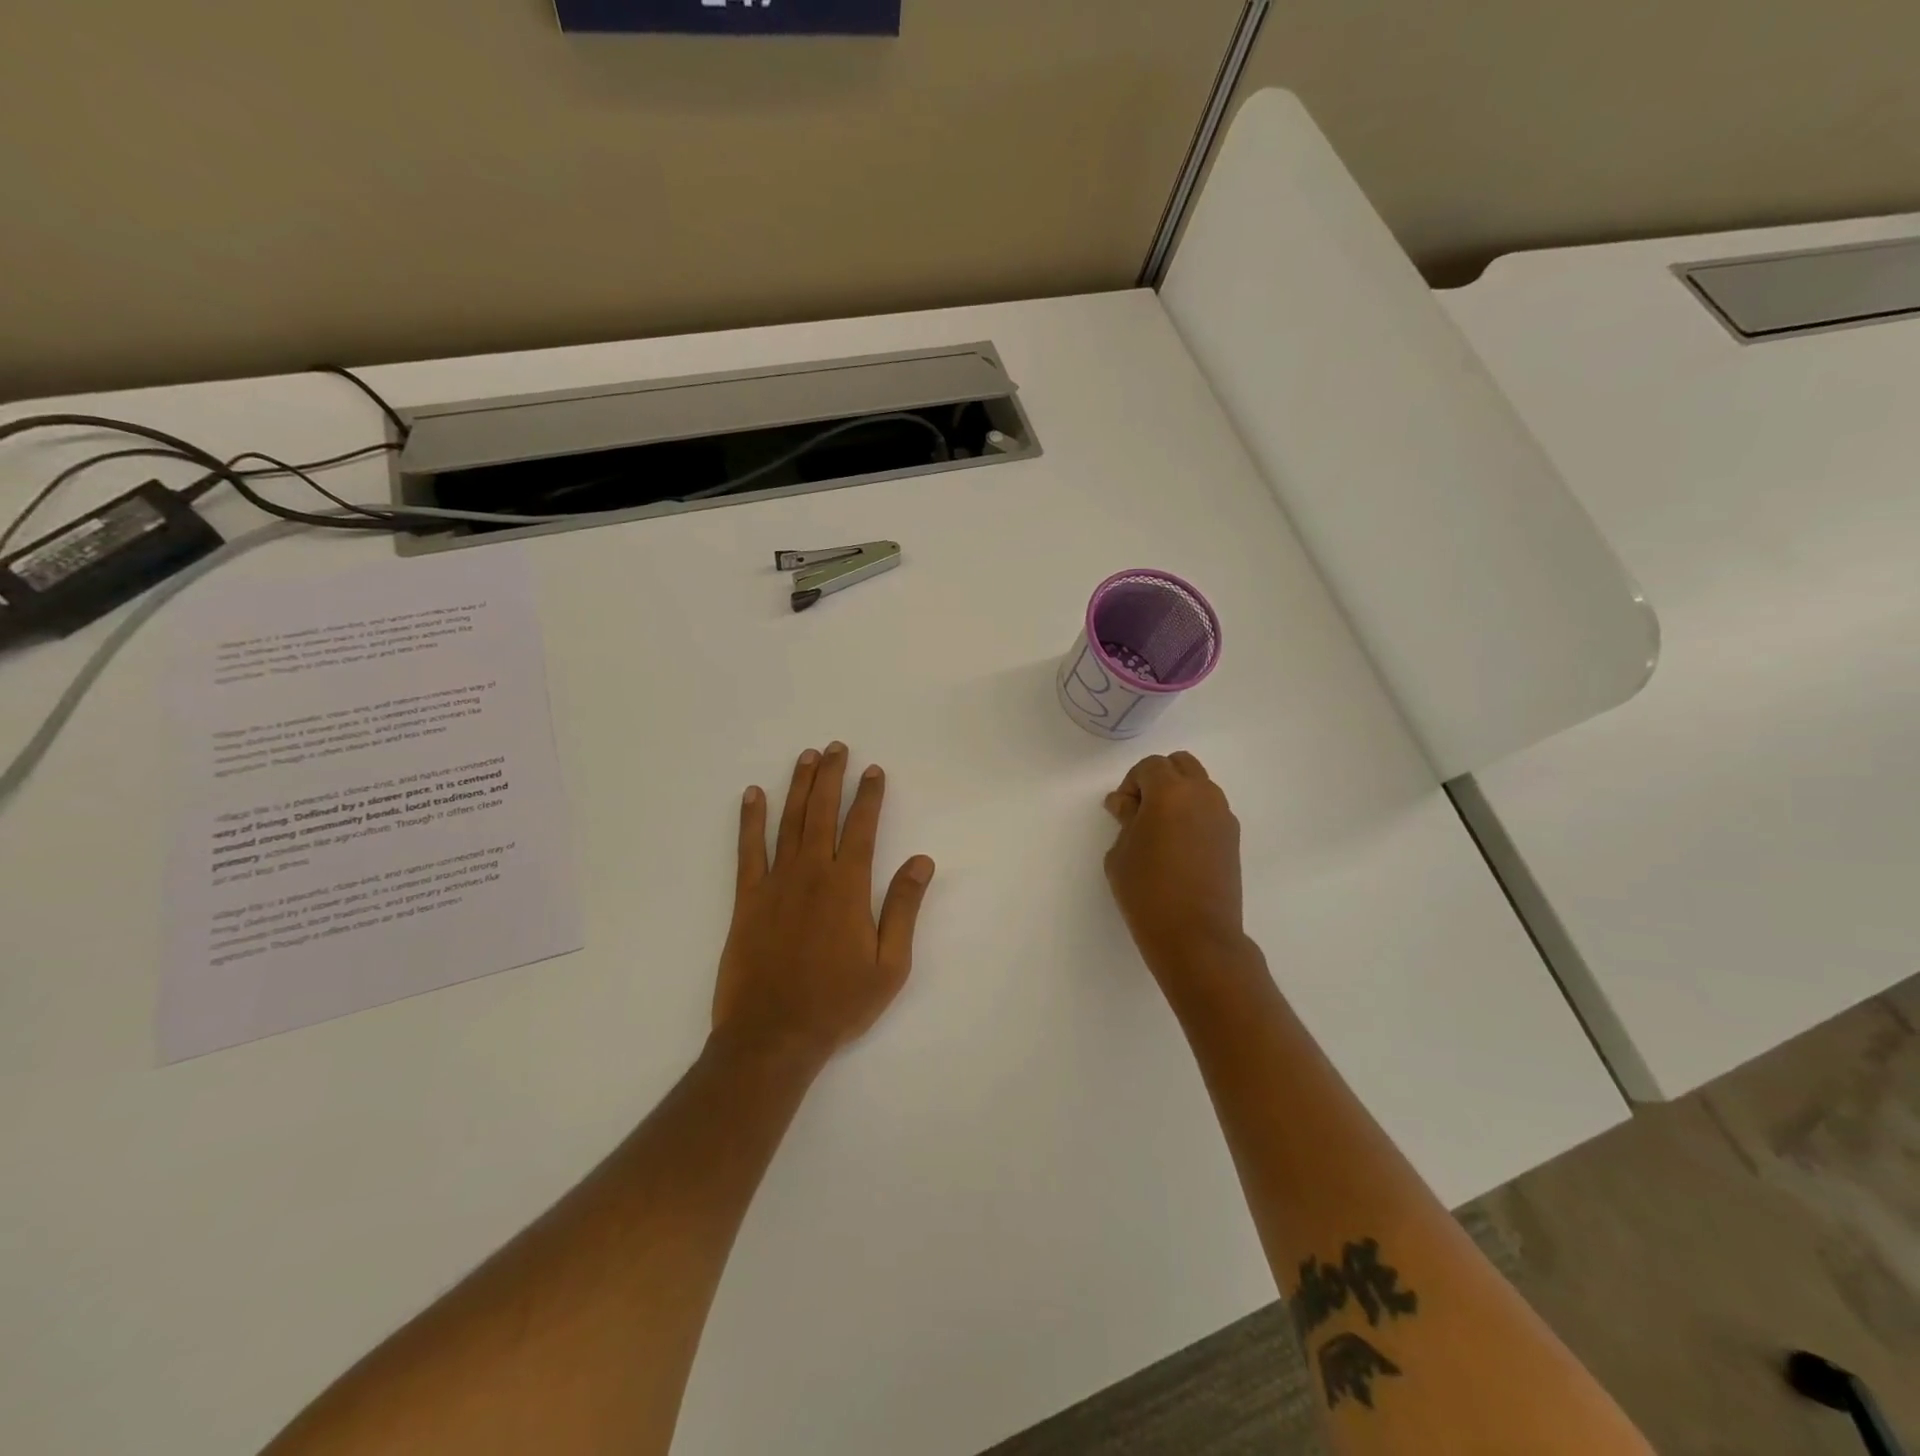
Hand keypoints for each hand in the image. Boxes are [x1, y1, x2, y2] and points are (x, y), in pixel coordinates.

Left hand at [714, 743, 935, 1065]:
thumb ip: (903, 908)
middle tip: (836, 747)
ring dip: (797, 786)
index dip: (869, 796)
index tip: (873, 770)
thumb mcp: (889, 964)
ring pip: (788, 822)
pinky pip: (748, 849)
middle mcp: (811, 874)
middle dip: (831, 777)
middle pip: (822, 812)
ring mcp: (775, 883)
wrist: (773, 1036)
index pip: (862, 828)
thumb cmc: (838, 1003)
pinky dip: (751, 820)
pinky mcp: (747, 899)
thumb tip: (922, 861)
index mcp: (848, 887)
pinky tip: (753, 795)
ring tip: (805, 757)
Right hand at [1104, 752, 1245, 974]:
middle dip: (1158, 779)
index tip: (1121, 812)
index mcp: (1171, 792)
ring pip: (1199, 785)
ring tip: (1160, 830)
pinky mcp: (1233, 838)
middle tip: (1140, 812)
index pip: (1150, 766)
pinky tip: (1178, 845)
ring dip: (1178, 795)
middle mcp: (1202, 795)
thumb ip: (1125, 819)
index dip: (1131, 784)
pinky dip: (1193, 814)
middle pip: (1181, 765)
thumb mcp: (1121, 853)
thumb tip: (1126, 803)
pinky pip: (1210, 810)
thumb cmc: (1147, 892)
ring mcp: (1223, 816)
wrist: (1196, 936)